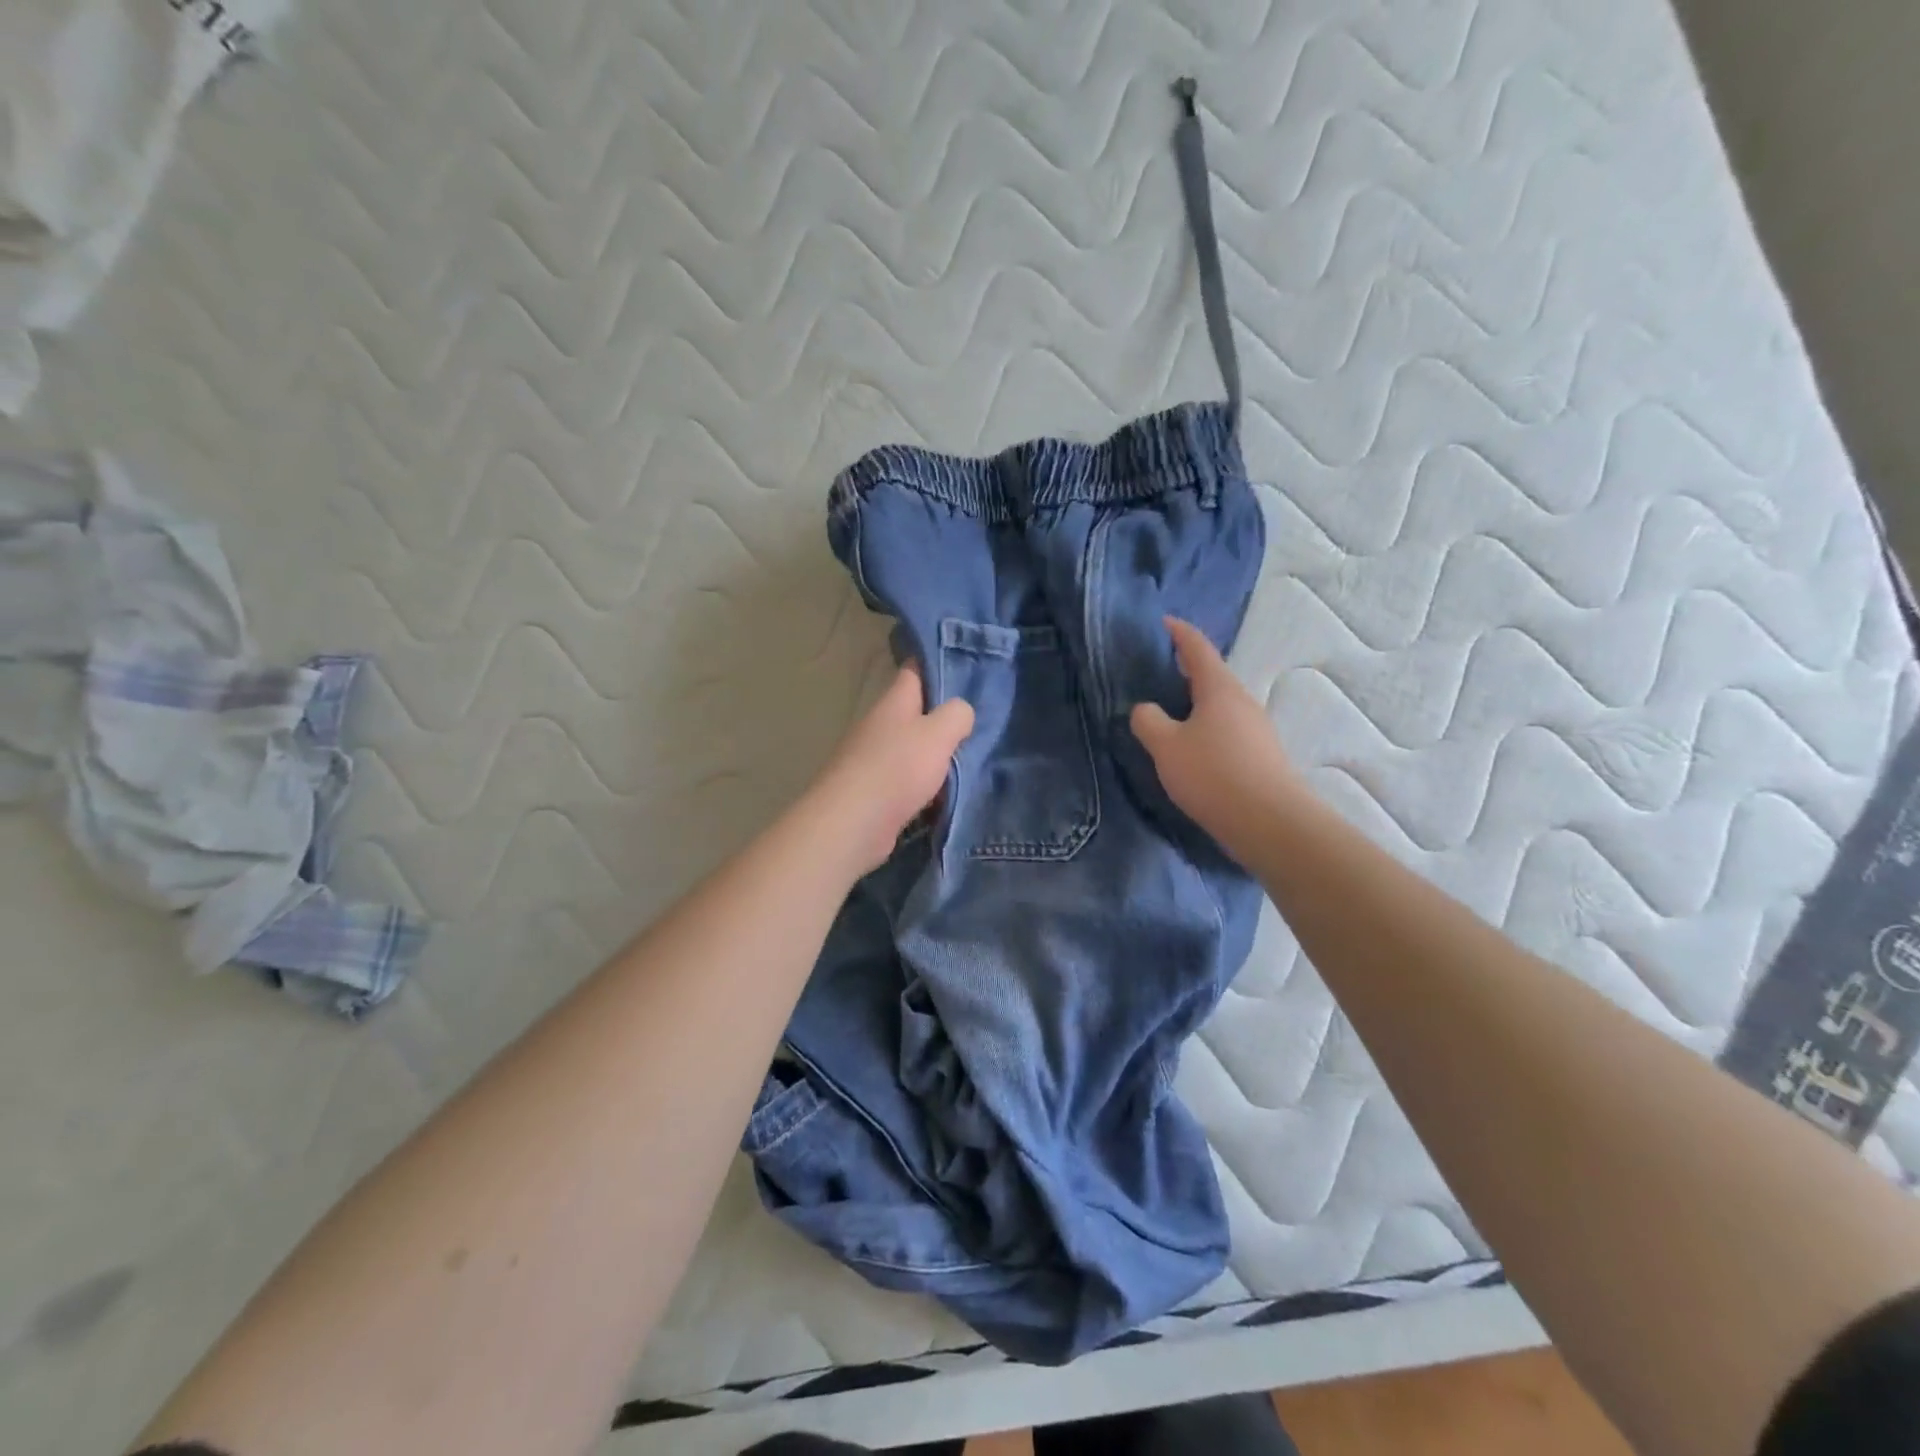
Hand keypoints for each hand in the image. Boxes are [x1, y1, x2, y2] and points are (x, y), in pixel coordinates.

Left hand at [806, 665, 974, 874]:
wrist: (853, 824)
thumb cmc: (897, 769)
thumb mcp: (938, 734)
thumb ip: (956, 715)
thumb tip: (961, 712)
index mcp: (893, 703)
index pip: (913, 671)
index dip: (934, 664)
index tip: (962, 665)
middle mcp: (879, 726)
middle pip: (913, 713)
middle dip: (941, 717)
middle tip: (977, 722)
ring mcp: (872, 760)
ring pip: (911, 749)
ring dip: (934, 755)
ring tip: (968, 761)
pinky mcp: (873, 793)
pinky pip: (906, 782)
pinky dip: (924, 787)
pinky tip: (945, 796)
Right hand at [1130, 618, 1301, 858]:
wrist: (1270, 822)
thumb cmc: (1213, 774)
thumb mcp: (1166, 746)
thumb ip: (1148, 721)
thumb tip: (1146, 709)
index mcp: (1219, 689)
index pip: (1198, 648)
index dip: (1180, 633)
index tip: (1165, 622)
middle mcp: (1242, 702)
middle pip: (1213, 676)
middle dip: (1188, 670)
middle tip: (1161, 669)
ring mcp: (1257, 730)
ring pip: (1221, 705)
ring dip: (1198, 703)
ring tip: (1172, 712)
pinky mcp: (1261, 756)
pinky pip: (1228, 730)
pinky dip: (1207, 727)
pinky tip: (1194, 747)